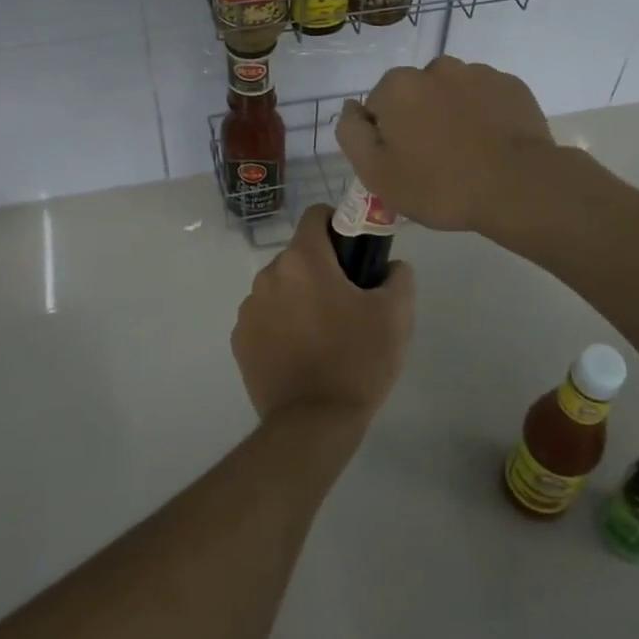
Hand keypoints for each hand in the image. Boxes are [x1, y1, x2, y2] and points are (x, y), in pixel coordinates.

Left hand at [230, 205, 416, 426]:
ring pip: (280, 287)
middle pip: (299, 256)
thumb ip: (398, 276)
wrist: (313, 423)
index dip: (338, 225)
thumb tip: (392, 266)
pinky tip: (301, 353)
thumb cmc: (357, 360)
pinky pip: (265, 317)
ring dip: (299, 297)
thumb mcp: (396, 315)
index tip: (355, 253)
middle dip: (321, 269)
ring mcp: (249, 308)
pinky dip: (281, 324)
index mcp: (303, 260)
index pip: (316, 216)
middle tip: (348, 302)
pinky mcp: (240, 340)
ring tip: (324, 334)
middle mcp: (268, 275)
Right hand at [335, 56, 556, 233]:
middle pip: (415, 95)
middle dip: (419, 120)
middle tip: (435, 162)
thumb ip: (351, 133)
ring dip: (452, 114)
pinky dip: (484, 115)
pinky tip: (492, 145)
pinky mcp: (511, 85)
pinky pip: (485, 98)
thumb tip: (351, 107)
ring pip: (452, 93)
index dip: (386, 138)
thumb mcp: (376, 173)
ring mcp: (478, 73)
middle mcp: (436, 67)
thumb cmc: (439, 185)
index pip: (378, 108)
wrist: (518, 187)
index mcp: (398, 86)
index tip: (404, 164)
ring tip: (468, 154)